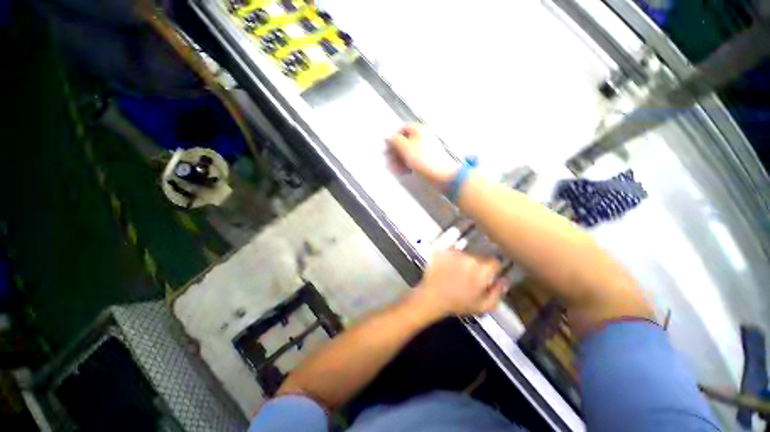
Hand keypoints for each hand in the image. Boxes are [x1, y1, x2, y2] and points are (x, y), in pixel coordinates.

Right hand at [387, 123, 460, 188]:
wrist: (441, 175)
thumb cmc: (423, 160)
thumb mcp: (405, 148)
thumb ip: (395, 140)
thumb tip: (390, 137)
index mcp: (419, 130)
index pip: (402, 128)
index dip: (394, 137)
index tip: (388, 147)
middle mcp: (423, 137)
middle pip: (405, 141)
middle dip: (396, 151)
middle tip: (390, 160)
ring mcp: (426, 149)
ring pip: (409, 151)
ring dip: (400, 159)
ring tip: (396, 169)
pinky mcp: (427, 159)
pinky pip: (414, 159)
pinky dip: (407, 164)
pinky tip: (404, 171)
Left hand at [411, 249, 505, 318]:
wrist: (432, 297)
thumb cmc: (457, 304)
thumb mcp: (483, 306)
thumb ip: (498, 293)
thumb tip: (503, 280)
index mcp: (483, 270)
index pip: (495, 262)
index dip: (491, 269)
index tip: (487, 274)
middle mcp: (470, 257)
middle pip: (479, 257)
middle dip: (476, 265)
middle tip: (468, 276)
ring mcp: (455, 252)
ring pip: (464, 253)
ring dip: (462, 260)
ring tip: (455, 272)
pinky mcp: (443, 250)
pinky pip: (450, 251)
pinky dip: (450, 257)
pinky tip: (447, 267)